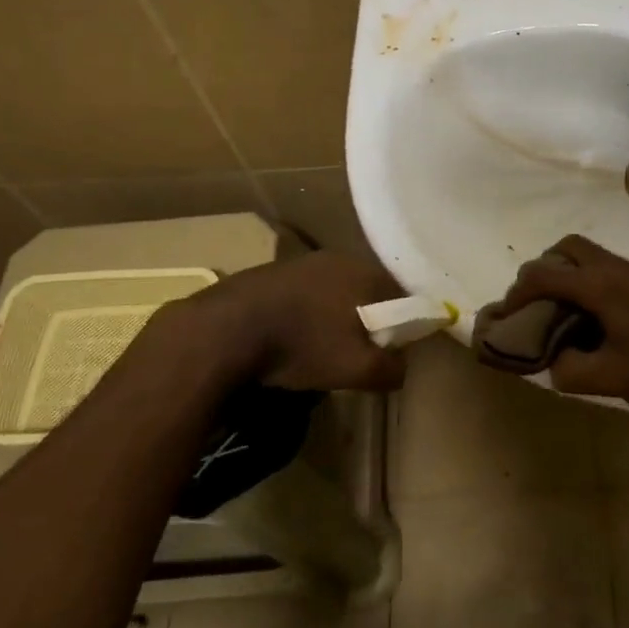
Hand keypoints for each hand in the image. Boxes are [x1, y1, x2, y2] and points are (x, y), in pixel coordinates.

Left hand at [150, 251, 408, 392]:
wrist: (225, 330)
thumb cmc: (302, 344)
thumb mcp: (356, 369)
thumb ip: (390, 369)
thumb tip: (401, 368)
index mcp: (366, 272)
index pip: (402, 296)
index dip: (403, 325)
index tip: (392, 351)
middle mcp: (339, 258)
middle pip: (367, 292)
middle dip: (368, 321)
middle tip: (359, 353)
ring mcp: (302, 261)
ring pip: (334, 292)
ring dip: (335, 317)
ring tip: (323, 349)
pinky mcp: (271, 272)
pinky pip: (304, 294)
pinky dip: (306, 314)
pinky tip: (292, 338)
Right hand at [486, 235, 628, 418]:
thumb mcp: (615, 378)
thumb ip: (572, 371)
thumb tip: (554, 364)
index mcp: (600, 285)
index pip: (545, 274)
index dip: (518, 291)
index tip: (506, 314)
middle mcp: (614, 268)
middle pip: (567, 247)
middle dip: (542, 269)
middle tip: (534, 302)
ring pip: (588, 254)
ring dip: (566, 273)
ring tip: (560, 312)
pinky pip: (604, 268)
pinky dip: (586, 281)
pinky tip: (593, 319)